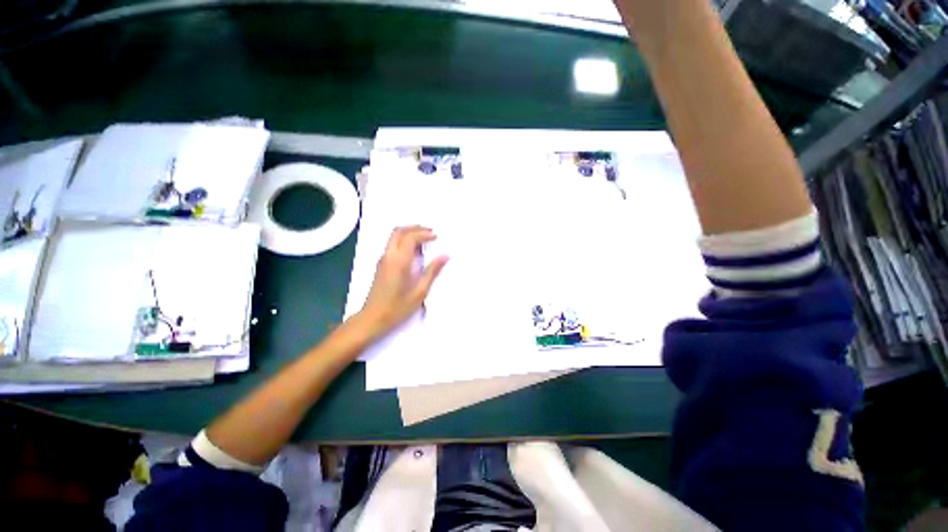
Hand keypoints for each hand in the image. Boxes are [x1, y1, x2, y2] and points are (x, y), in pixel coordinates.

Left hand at [356, 226, 448, 338]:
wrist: (372, 319)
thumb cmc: (397, 308)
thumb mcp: (419, 292)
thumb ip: (432, 272)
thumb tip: (445, 256)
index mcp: (399, 262)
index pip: (410, 238)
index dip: (424, 234)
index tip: (436, 237)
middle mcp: (388, 256)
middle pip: (398, 231)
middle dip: (415, 228)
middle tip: (430, 232)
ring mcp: (382, 260)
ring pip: (393, 236)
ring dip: (409, 233)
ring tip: (424, 238)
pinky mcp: (380, 265)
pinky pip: (391, 244)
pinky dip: (403, 240)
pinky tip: (414, 250)